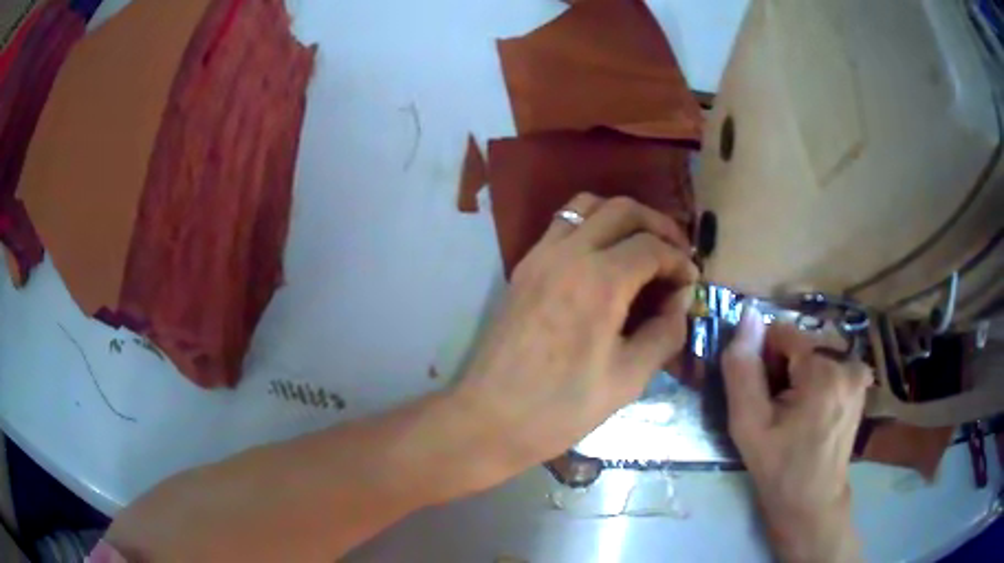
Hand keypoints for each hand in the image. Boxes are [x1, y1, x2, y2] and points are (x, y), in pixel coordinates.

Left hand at [454, 193, 697, 476]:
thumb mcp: (628, 378)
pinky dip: (591, 226)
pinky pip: (562, 225)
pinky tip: (604, 258)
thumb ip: (664, 332)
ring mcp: (539, 256)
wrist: (491, 418)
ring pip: (586, 206)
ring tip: (642, 245)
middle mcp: (568, 254)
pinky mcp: (523, 267)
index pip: (652, 247)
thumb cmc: (562, 407)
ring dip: (621, 217)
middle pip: (622, 209)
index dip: (679, 261)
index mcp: (599, 281)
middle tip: (676, 252)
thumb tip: (679, 300)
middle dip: (658, 224)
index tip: (691, 281)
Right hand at [723, 304, 871, 562]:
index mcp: (824, 370)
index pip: (783, 332)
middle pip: (802, 342)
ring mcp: (859, 372)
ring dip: (799, 372)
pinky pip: (830, 363)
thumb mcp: (748, 424)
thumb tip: (747, 315)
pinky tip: (811, 409)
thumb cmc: (779, 467)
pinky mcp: (861, 383)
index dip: (765, 358)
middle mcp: (849, 361)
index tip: (762, 394)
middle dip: (784, 366)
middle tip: (776, 408)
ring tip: (793, 412)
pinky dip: (816, 378)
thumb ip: (743, 369)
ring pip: (815, 352)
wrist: (812, 501)